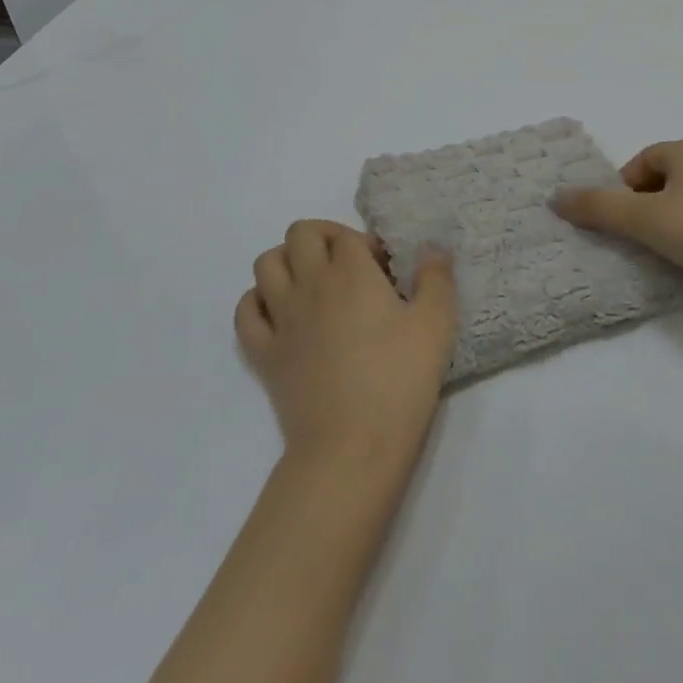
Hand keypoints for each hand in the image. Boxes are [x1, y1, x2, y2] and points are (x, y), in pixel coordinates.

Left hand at [236, 221, 457, 475]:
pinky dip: (259, 302)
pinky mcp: (263, 352)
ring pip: (266, 264)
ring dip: (287, 262)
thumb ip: (436, 279)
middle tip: (348, 268)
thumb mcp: (436, 326)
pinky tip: (282, 316)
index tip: (385, 274)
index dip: (368, 246)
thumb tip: (432, 247)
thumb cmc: (399, 382)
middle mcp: (310, 283)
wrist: (351, 447)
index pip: (348, 236)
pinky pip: (246, 310)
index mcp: (351, 272)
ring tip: (313, 285)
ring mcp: (281, 317)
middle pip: (300, 234)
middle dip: (324, 239)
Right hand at [553, 139, 682, 295]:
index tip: (623, 224)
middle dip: (644, 208)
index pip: (639, 163)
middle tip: (641, 239)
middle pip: (660, 181)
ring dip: (669, 223)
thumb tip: (555, 198)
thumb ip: (598, 208)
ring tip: (667, 252)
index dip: (622, 192)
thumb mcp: (644, 220)